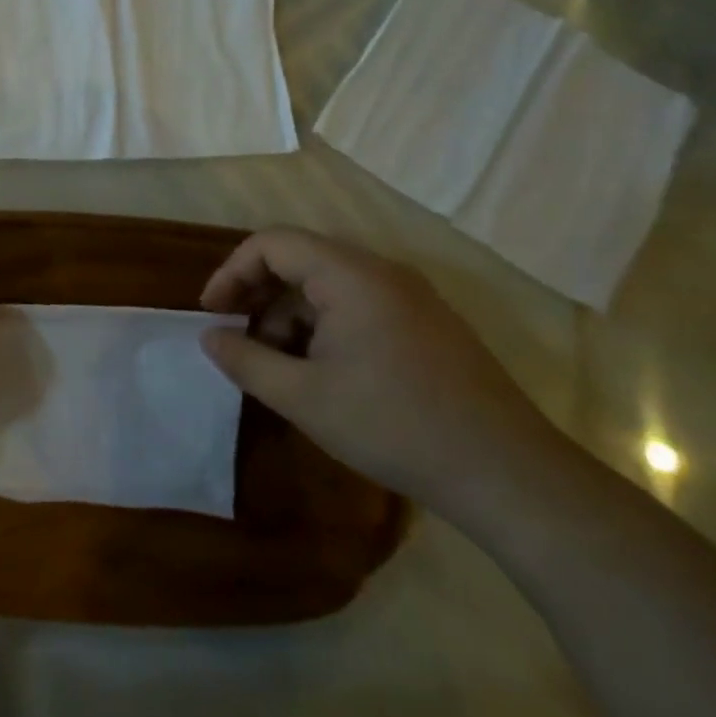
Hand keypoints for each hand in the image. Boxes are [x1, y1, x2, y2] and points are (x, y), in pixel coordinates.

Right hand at [199, 228, 556, 516]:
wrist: (506, 473)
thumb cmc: (393, 426)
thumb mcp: (302, 397)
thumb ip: (245, 360)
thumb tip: (210, 337)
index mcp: (351, 275)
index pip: (273, 243)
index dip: (232, 272)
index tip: (211, 314)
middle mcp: (382, 272)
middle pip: (300, 260)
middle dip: (259, 296)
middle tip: (236, 340)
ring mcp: (410, 297)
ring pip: (328, 286)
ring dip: (290, 317)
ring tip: (277, 367)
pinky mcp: (426, 323)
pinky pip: (358, 306)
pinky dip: (324, 328)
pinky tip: (319, 374)